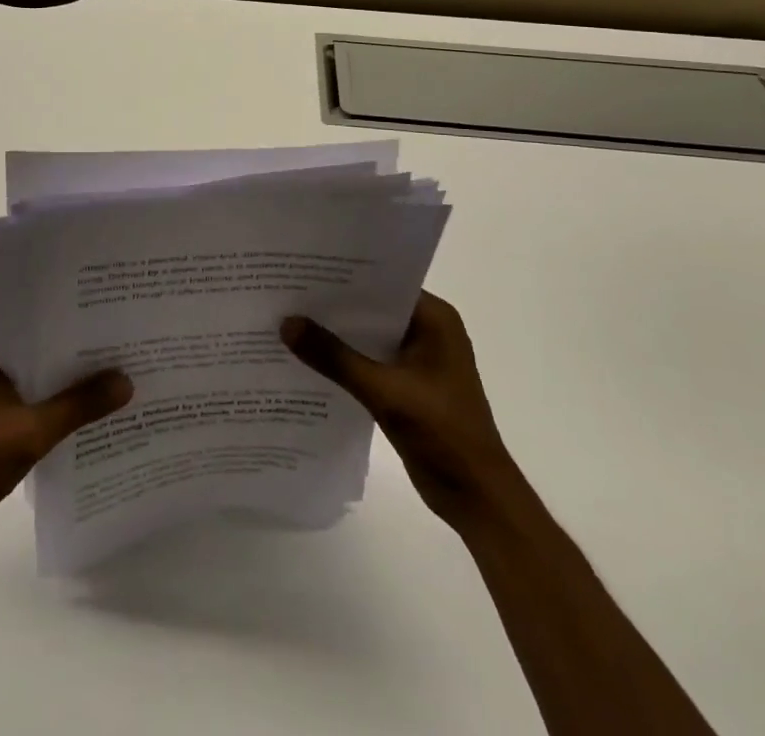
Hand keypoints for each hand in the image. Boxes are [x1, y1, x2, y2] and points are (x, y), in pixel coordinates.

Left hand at [0, 318, 132, 547]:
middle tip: (118, 337)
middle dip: (71, 342)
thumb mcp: (28, 433)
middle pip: (31, 337)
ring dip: (58, 372)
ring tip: (108, 367)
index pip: (29, 309)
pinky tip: (77, 404)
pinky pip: (18, 388)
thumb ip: (78, 405)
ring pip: (26, 365)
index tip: (108, 308)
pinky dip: (43, 394)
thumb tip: (127, 381)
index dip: (69, 309)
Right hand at [283, 291, 511, 528]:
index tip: (302, 267)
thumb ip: (334, 357)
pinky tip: (308, 359)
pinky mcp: (407, 385)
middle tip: (286, 290)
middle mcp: (427, 330)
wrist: (477, 498)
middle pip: (372, 308)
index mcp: (435, 318)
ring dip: (336, 334)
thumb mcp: (384, 391)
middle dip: (333, 304)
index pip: (382, 282)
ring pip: (368, 335)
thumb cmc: (442, 433)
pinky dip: (344, 360)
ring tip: (288, 319)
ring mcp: (418, 359)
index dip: (343, 275)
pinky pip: (369, 361)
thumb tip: (286, 323)